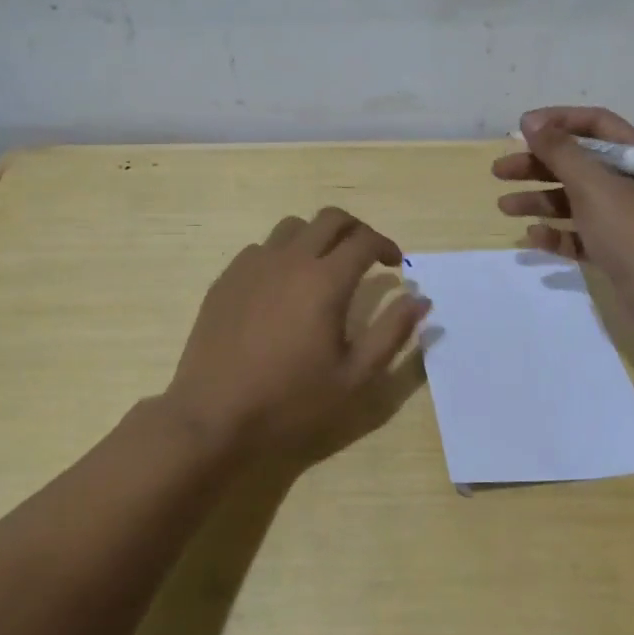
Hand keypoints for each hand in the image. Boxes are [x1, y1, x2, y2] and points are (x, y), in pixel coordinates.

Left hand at [163, 208, 429, 455]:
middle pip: (330, 219)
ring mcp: (254, 265)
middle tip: (366, 256)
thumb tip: (420, 298)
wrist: (213, 416)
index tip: (395, 265)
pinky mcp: (228, 278)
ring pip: (293, 227)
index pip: (365, 240)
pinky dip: (283, 254)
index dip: (386, 246)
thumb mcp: (354, 376)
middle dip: (356, 230)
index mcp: (325, 280)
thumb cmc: (290, 400)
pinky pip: (261, 248)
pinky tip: (282, 287)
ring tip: (324, 267)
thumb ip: (392, 332)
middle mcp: (291, 260)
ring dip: (318, 237)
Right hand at [493, 106, 633, 300]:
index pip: (596, 123)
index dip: (557, 121)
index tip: (521, 129)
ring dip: (539, 200)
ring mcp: (626, 218)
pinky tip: (533, 237)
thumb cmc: (631, 231)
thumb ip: (559, 150)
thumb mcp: (592, 184)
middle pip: (579, 162)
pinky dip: (558, 232)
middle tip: (499, 172)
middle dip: (538, 165)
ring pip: (575, 199)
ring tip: (504, 207)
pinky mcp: (617, 249)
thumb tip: (531, 121)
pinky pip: (581, 233)